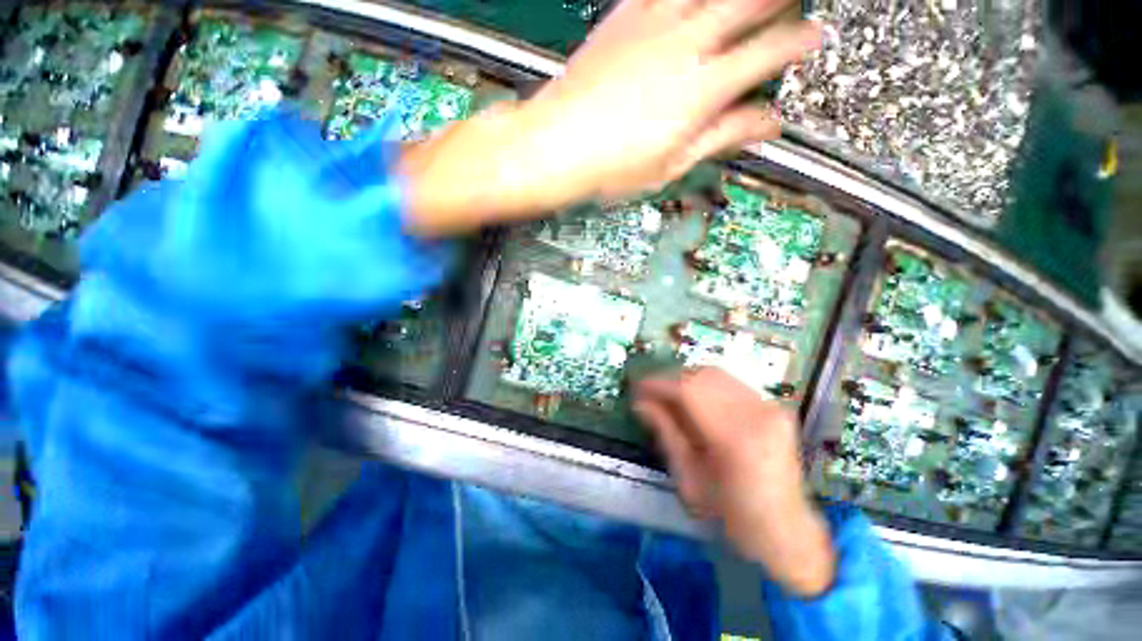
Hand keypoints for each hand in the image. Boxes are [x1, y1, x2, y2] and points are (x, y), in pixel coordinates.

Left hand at [401, 0, 820, 233]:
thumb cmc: (610, 167)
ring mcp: (654, 25)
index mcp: (701, 91)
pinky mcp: (624, 17)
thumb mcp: (671, 165)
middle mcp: (686, 47)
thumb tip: (765, 125)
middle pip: (749, 6)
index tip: (811, 40)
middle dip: (780, 1)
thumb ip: (720, 137)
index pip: (766, 55)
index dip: (796, 45)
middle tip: (793, 4)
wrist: (556, 145)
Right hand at [634, 368, 835, 596]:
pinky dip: (706, 385)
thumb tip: (640, 402)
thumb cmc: (730, 514)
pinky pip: (731, 383)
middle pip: (702, 375)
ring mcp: (770, 406)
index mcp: (735, 439)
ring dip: (687, 378)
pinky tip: (694, 399)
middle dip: (671, 378)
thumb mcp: (688, 478)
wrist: (784, 529)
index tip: (637, 387)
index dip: (658, 384)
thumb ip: (665, 433)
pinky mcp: (775, 406)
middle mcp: (757, 413)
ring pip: (717, 374)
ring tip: (669, 394)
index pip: (688, 391)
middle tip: (651, 391)